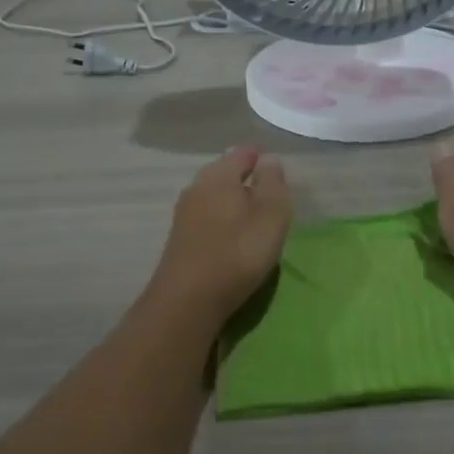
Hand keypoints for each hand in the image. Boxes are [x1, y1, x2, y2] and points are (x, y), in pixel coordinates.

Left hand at [148, 146, 291, 320]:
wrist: (188, 300)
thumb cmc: (238, 252)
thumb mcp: (270, 215)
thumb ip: (273, 183)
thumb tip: (269, 159)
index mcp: (219, 175)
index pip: (241, 153)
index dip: (258, 157)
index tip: (273, 165)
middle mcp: (197, 187)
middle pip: (223, 173)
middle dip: (243, 176)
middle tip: (266, 189)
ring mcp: (184, 214)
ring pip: (213, 196)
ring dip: (231, 199)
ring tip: (252, 213)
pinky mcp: (179, 239)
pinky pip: (206, 217)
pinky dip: (221, 218)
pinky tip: (231, 234)